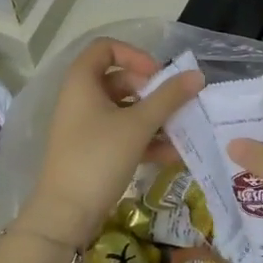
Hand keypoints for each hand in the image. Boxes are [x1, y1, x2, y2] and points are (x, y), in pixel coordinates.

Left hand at [13, 39, 203, 247]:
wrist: (65, 214)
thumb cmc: (98, 158)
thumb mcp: (138, 125)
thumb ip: (169, 98)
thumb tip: (197, 75)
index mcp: (82, 82)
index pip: (105, 48)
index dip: (134, 54)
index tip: (157, 74)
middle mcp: (80, 99)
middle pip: (119, 80)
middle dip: (151, 91)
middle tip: (174, 104)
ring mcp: (85, 126)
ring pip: (124, 110)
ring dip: (153, 118)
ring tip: (181, 131)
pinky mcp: (92, 151)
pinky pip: (122, 134)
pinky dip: (145, 139)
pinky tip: (171, 155)